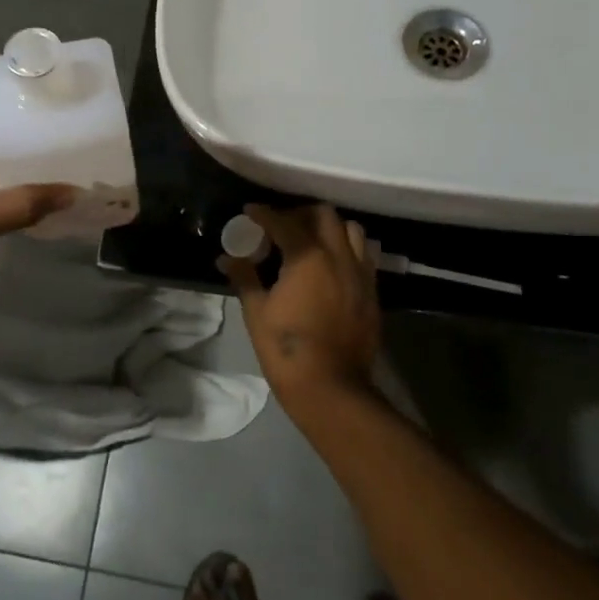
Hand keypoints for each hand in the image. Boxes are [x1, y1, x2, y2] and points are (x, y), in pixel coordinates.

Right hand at [219, 203, 381, 410]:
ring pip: (351, 230)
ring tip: (311, 241)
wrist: (331, 388)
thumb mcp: (257, 312)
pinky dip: (346, 249)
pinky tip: (331, 266)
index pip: (283, 221)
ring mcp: (360, 273)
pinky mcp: (372, 292)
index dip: (264, 213)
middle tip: (281, 226)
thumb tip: (226, 258)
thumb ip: (244, 277)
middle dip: (300, 213)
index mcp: (307, 256)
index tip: (250, 211)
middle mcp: (338, 256)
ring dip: (329, 228)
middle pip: (323, 215)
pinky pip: (363, 255)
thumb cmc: (286, 349)